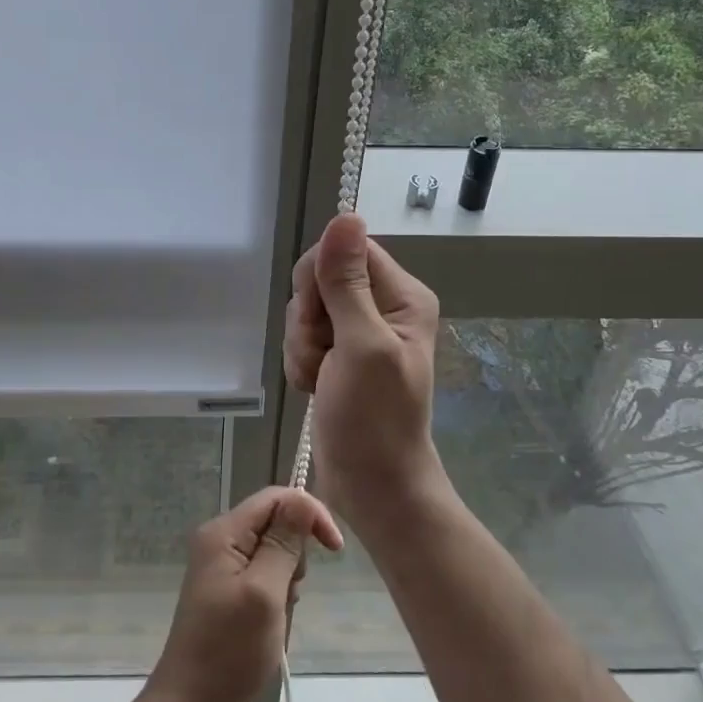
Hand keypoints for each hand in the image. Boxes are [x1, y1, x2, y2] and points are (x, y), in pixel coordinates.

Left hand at [145, 486, 342, 701]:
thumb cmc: (229, 650)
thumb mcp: (264, 593)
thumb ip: (283, 544)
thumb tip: (302, 500)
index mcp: (223, 532)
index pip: (275, 498)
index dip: (308, 513)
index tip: (335, 548)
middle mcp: (219, 540)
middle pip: (273, 522)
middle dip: (295, 552)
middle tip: (291, 593)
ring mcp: (220, 566)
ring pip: (271, 550)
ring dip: (286, 578)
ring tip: (278, 613)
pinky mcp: (225, 590)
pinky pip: (262, 574)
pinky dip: (276, 593)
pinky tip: (271, 622)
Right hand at [284, 212, 443, 535]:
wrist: (371, 486)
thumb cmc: (375, 420)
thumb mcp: (362, 345)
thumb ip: (347, 282)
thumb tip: (345, 215)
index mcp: (402, 296)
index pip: (346, 250)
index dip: (320, 279)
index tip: (319, 319)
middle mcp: (382, 306)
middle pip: (320, 278)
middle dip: (308, 318)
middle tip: (322, 354)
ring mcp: (358, 331)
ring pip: (306, 309)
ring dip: (302, 345)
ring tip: (320, 378)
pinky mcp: (338, 354)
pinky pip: (303, 335)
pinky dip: (301, 360)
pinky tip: (314, 387)